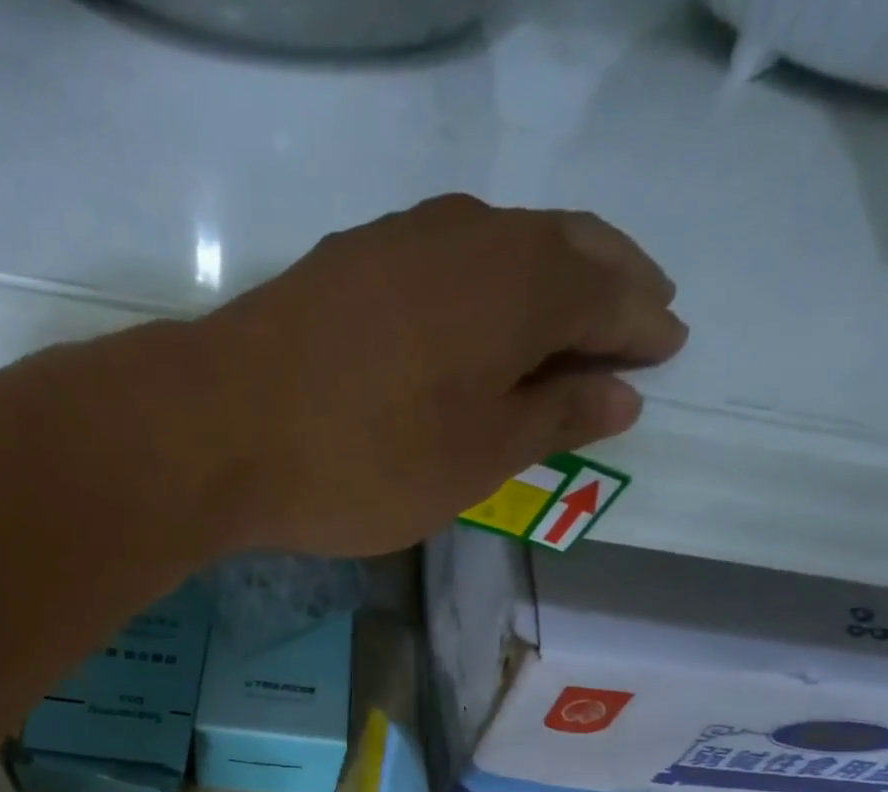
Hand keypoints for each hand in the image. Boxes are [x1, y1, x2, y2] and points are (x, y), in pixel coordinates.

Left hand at [194, 195, 685, 556]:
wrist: (218, 429)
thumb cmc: (365, 460)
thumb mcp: (475, 458)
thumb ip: (553, 419)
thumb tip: (621, 393)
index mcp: (523, 284)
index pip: (612, 295)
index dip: (645, 326)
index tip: (668, 348)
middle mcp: (473, 235)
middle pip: (567, 248)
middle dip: (612, 282)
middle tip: (640, 315)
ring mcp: (403, 238)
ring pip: (504, 244)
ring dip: (548, 276)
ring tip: (567, 316)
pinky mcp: (350, 260)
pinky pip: (447, 259)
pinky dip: (484, 283)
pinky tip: (478, 312)